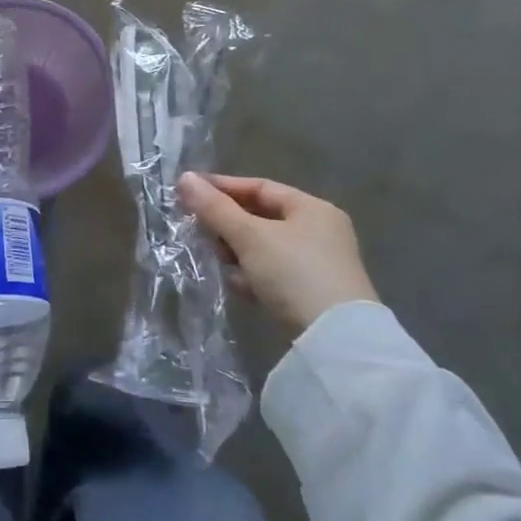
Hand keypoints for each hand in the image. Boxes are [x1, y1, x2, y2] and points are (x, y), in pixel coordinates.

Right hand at [177, 171, 377, 336]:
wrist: (336, 342)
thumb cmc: (294, 274)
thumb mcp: (249, 237)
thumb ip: (215, 208)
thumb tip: (184, 178)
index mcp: (312, 208)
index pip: (259, 187)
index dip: (222, 187)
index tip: (189, 193)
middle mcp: (320, 232)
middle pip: (261, 217)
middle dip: (227, 224)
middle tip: (198, 230)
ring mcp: (318, 265)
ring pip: (264, 248)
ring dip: (237, 252)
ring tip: (216, 259)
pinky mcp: (312, 294)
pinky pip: (273, 274)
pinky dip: (253, 275)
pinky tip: (238, 285)